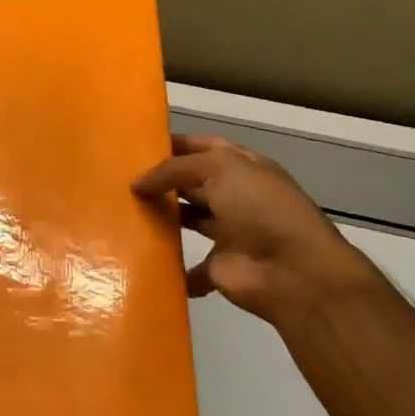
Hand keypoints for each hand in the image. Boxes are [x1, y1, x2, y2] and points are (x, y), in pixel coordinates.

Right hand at [133, 134, 380, 333]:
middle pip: (193, 184)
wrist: (294, 272)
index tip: (138, 146)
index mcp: (242, 167)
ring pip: (189, 221)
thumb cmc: (260, 208)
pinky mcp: (220, 268)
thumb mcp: (220, 169)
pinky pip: (190, 268)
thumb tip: (138, 183)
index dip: (175, 144)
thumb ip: (176, 169)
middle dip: (163, 181)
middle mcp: (236, 196)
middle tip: (121, 180)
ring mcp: (229, 233)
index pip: (204, 147)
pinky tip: (142, 258)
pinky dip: (172, 269)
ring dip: (163, 219)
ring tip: (125, 213)